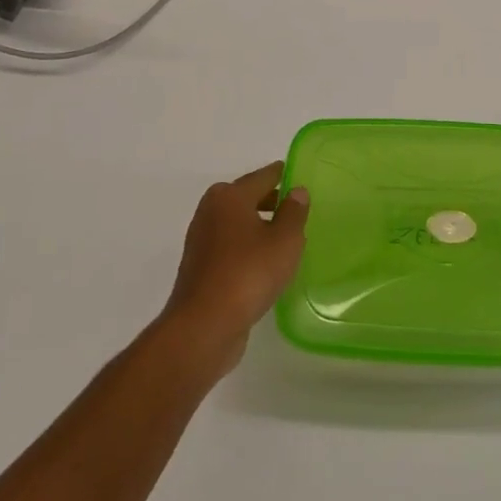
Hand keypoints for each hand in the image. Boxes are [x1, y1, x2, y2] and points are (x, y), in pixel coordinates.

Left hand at [158, 161, 308, 374]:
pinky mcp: (199, 265)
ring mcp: (201, 238)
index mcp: (230, 196)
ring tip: (285, 238)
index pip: (264, 176)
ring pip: (237, 222)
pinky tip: (263, 263)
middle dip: (270, 201)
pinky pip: (229, 245)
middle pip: (247, 197)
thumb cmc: (249, 273)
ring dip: (258, 226)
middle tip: (297, 209)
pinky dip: (246, 246)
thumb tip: (297, 191)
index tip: (300, 177)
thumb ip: (294, 212)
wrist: (204, 324)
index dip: (284, 175)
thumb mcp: (285, 240)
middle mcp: (211, 210)